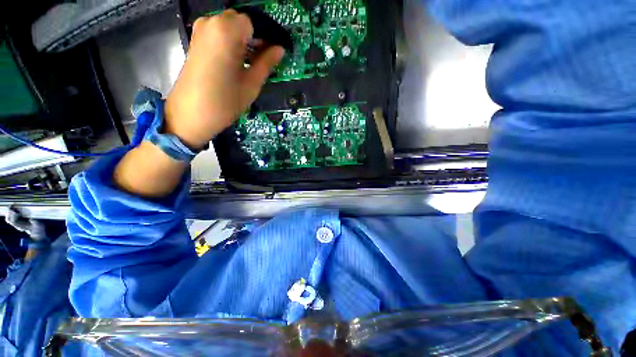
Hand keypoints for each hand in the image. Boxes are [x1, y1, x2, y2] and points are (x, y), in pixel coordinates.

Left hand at [164, 10, 284, 148]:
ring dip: (244, 41)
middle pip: (241, 22)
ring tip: (252, 64)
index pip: (254, 23)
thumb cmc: (225, 101)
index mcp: (227, 31)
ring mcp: (201, 30)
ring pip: (230, 28)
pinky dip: (231, 44)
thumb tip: (280, 49)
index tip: (275, 53)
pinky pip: (219, 34)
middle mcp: (211, 22)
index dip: (266, 37)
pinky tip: (237, 62)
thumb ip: (266, 62)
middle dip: (255, 38)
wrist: (191, 114)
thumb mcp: (251, 84)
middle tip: (264, 60)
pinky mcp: (196, 41)